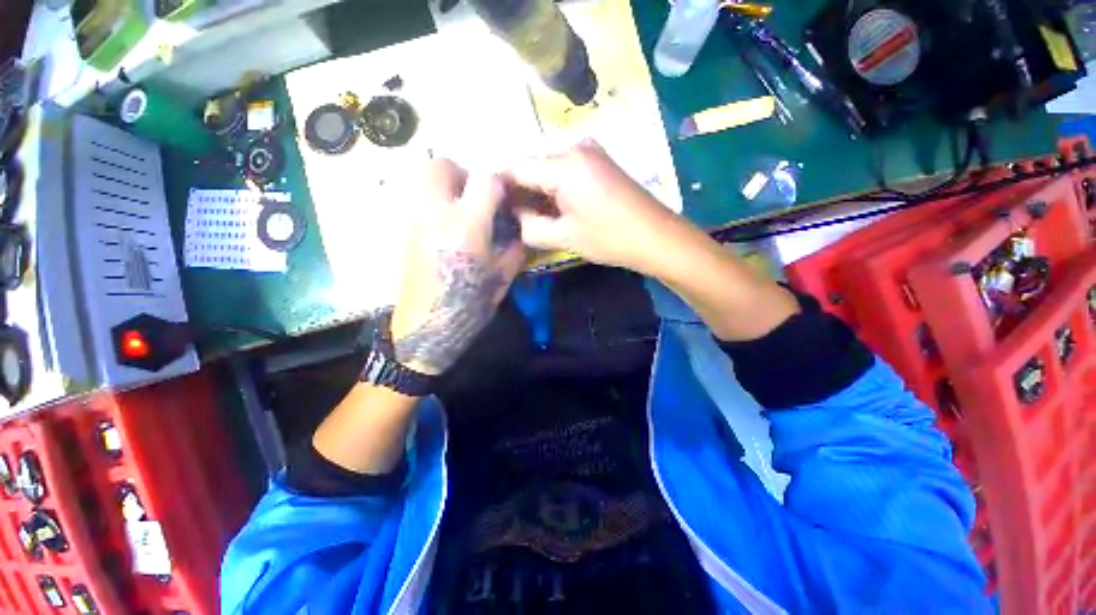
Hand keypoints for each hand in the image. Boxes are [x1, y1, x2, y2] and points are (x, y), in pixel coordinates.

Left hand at [390, 159, 525, 374]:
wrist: (425, 329)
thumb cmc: (469, 306)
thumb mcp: (502, 279)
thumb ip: (515, 249)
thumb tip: (521, 229)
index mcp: (467, 227)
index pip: (484, 179)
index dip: (500, 182)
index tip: (506, 197)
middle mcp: (436, 215)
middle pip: (441, 165)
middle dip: (463, 173)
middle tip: (476, 197)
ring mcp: (415, 222)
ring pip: (424, 180)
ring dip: (446, 186)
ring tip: (461, 211)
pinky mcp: (405, 233)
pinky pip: (419, 202)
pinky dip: (435, 203)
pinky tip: (447, 229)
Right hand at [506, 140, 678, 272]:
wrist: (656, 237)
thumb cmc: (610, 238)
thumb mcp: (565, 237)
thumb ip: (530, 227)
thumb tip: (514, 216)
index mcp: (564, 164)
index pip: (516, 168)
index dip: (501, 189)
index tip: (495, 211)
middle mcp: (574, 147)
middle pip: (532, 166)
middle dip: (520, 192)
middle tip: (516, 220)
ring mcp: (589, 151)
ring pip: (547, 169)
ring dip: (537, 192)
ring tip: (534, 218)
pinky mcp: (597, 161)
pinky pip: (564, 171)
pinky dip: (554, 189)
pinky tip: (555, 209)